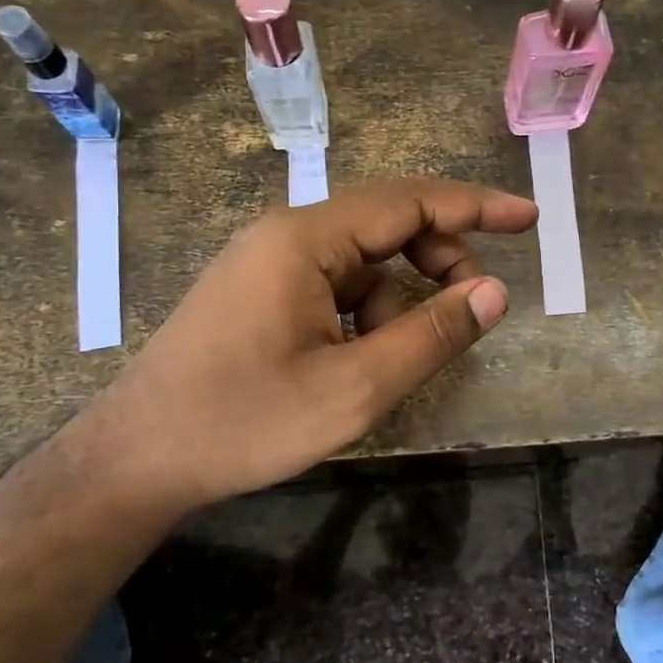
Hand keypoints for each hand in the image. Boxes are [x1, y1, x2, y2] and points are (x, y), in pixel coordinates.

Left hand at [63, 178, 537, 521]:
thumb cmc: (243, 422)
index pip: (410, 201)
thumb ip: (431, 337)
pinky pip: (335, 287)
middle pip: (388, 226)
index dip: (475, 207)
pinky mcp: (260, 294)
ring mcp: (268, 264)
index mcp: (305, 239)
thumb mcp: (353, 389)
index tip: (528, 218)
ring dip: (400, 300)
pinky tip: (360, 363)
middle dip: (440, 262)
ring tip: (398, 360)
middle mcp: (286, 235)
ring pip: (363, 263)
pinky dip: (366, 315)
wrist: (135, 461)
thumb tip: (495, 293)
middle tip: (474, 312)